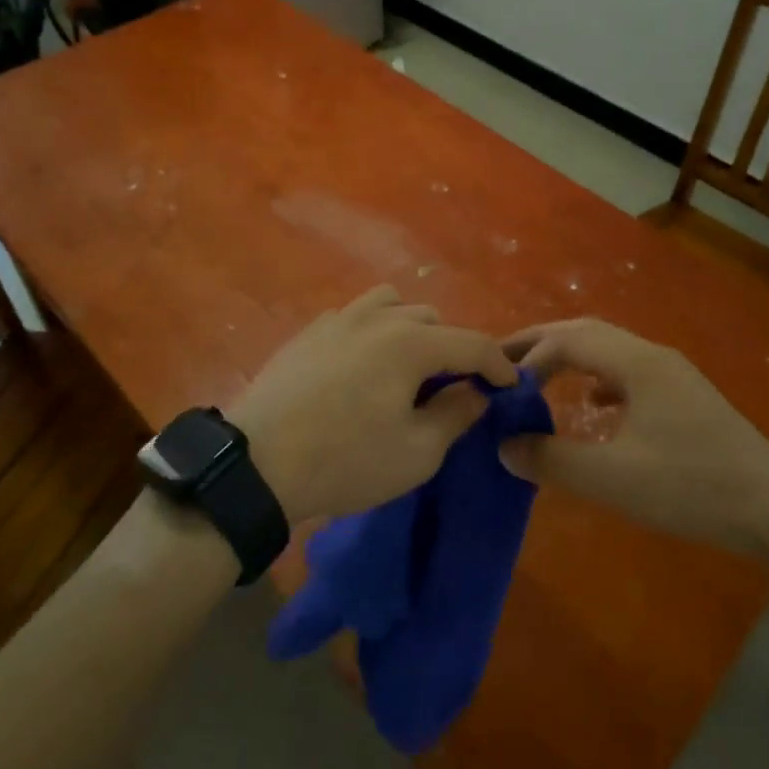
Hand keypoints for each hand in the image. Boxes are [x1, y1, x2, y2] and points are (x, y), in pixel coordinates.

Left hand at [229, 286, 515, 523]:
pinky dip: (373, 332)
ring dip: (410, 331)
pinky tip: (361, 367)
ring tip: (406, 369)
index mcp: (411, 342)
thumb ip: (456, 415)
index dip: (498, 364)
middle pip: (432, 320)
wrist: (258, 462)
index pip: (472, 343)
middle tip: (451, 388)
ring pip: (391, 306)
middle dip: (451, 349)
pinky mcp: (310, 330)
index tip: (510, 385)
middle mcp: (378, 317)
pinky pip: (355, 316)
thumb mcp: (416, 453)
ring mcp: (339, 317)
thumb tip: (476, 391)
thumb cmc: (346, 460)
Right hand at [498, 318, 768, 554]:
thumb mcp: (614, 479)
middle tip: (503, 362)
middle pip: (587, 332)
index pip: (568, 339)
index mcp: (636, 362)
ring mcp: (673, 374)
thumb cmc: (692, 487)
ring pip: (608, 349)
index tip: (499, 382)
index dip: (529, 354)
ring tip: (538, 379)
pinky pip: (627, 371)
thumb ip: (553, 460)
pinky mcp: (684, 397)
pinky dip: (597, 377)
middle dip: (542, 343)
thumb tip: (504, 446)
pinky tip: (593, 404)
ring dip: (570, 357)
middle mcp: (653, 355)